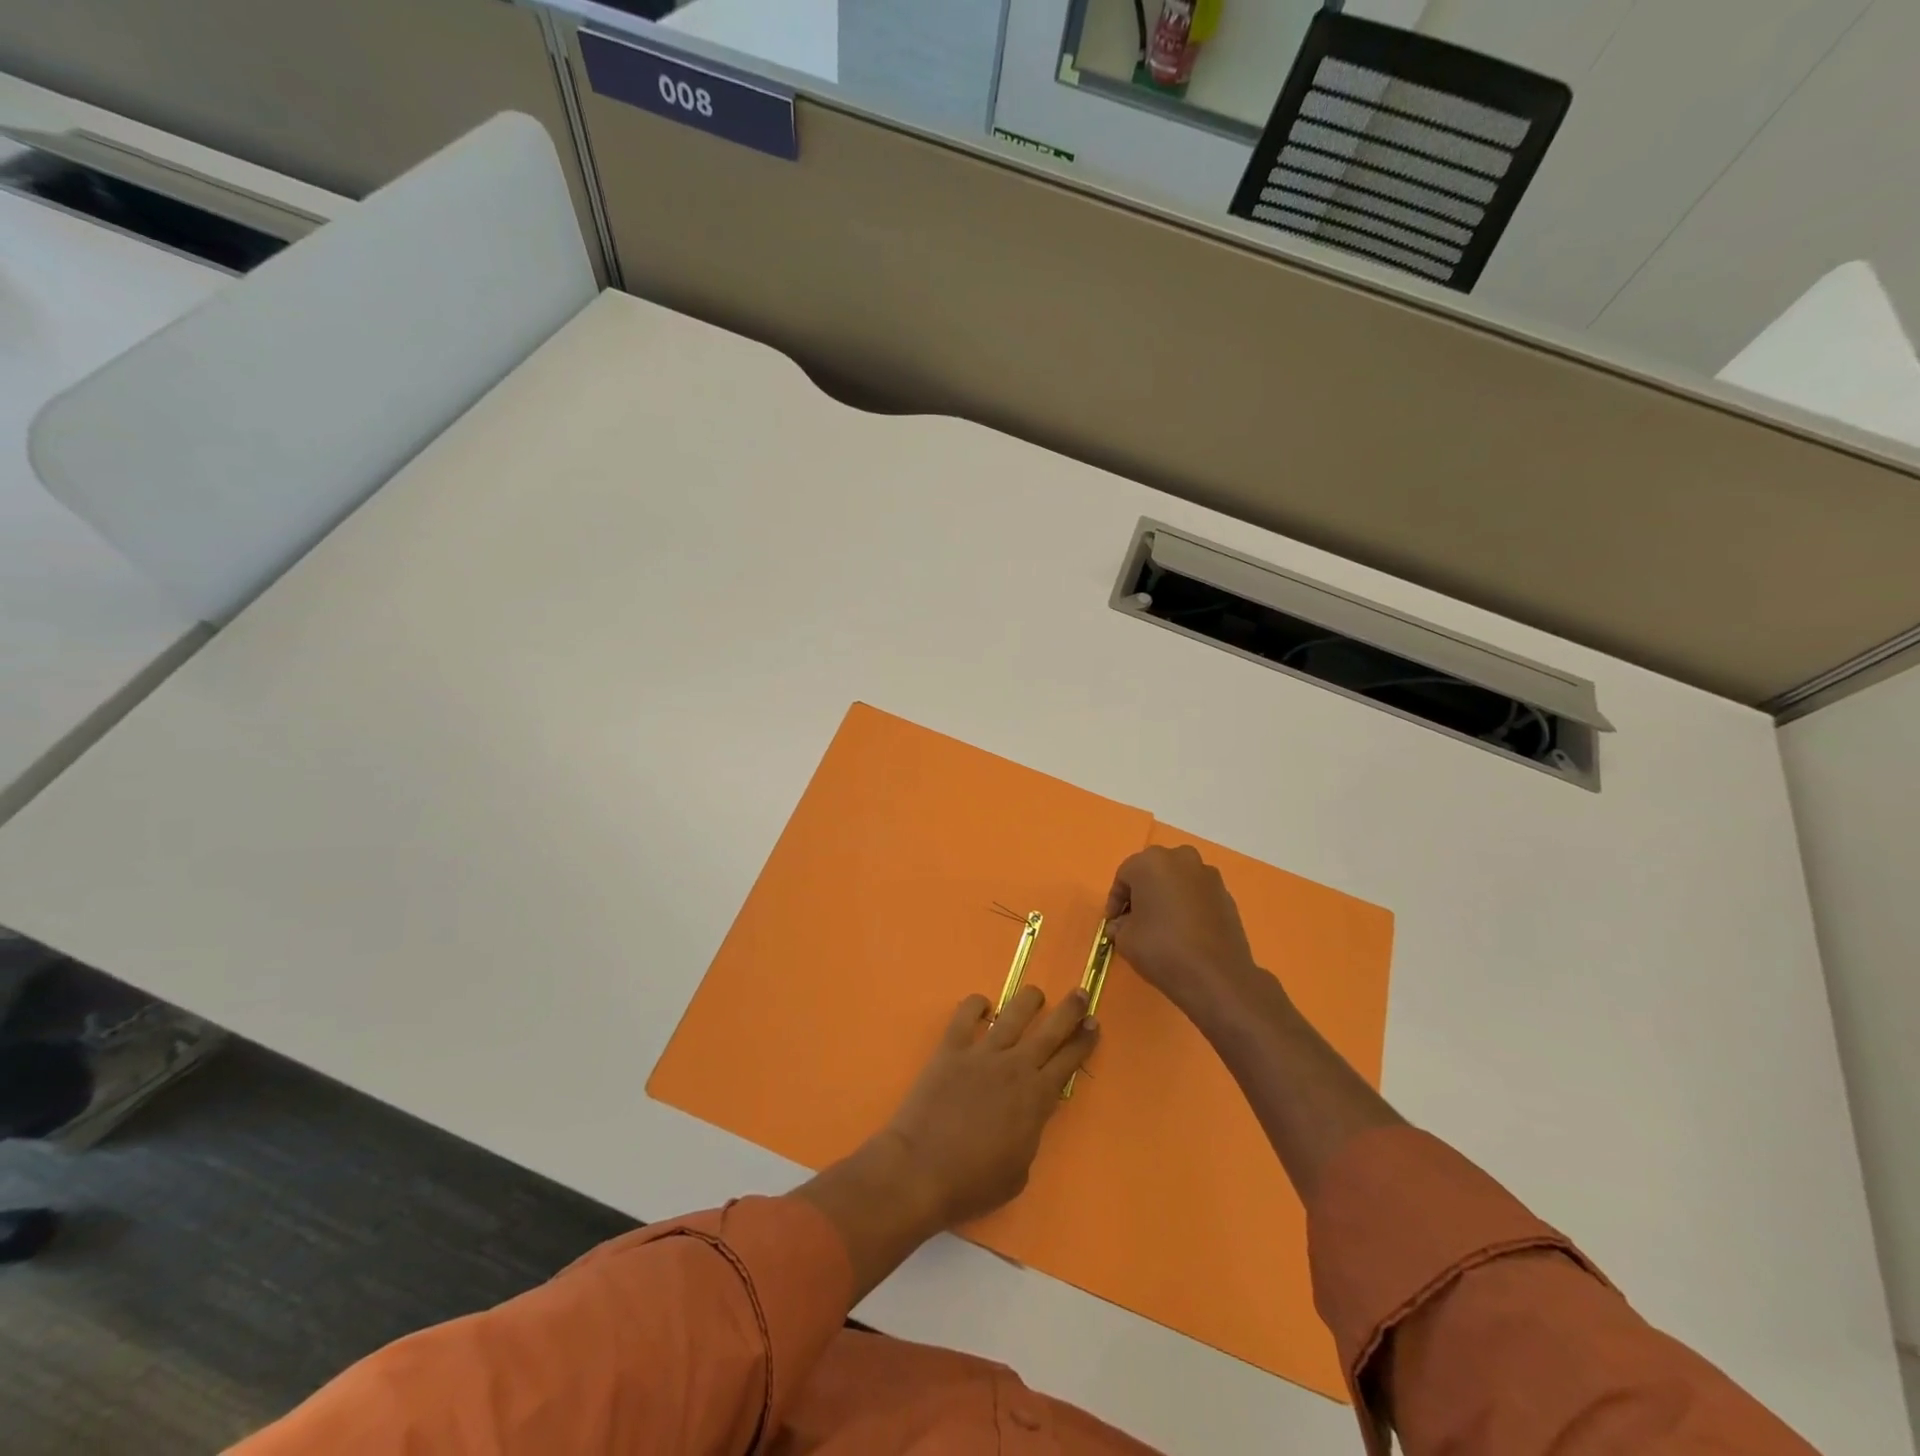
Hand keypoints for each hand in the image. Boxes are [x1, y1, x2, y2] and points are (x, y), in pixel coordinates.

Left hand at [883, 985, 1098, 1227]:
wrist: (921, 1171)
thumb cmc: (973, 1182)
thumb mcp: (1019, 1171)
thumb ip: (1030, 1134)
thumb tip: (1029, 1115)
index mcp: (1036, 1098)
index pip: (1068, 1061)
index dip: (1084, 1041)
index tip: (1094, 1024)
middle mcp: (1015, 1067)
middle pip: (1050, 1029)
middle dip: (1070, 1010)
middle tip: (1081, 994)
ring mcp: (982, 1053)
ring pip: (1014, 1012)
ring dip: (1029, 999)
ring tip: (1036, 995)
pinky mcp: (951, 1048)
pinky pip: (966, 1014)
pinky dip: (976, 1004)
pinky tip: (983, 1005)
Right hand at [1105, 844, 1264, 1024]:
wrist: (1216, 976)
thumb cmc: (1161, 949)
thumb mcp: (1124, 939)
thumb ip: (1119, 925)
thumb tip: (1122, 924)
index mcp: (1151, 862)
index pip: (1124, 876)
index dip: (1116, 901)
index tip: (1113, 923)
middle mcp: (1181, 859)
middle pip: (1153, 872)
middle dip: (1143, 893)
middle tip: (1136, 919)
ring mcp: (1208, 875)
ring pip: (1178, 881)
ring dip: (1167, 897)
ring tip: (1162, 925)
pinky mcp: (1226, 895)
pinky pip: (1198, 894)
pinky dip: (1188, 906)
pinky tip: (1185, 931)